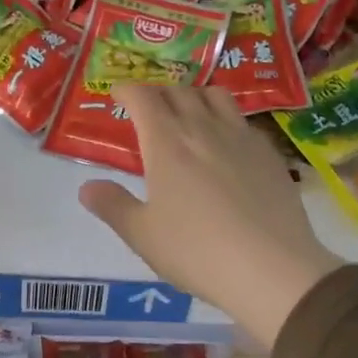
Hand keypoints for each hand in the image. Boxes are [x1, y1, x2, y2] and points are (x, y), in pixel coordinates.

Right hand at [78, 85, 344, 349]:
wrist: (271, 268)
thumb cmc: (196, 251)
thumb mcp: (142, 235)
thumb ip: (112, 206)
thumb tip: (86, 187)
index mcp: (166, 142)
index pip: (143, 96)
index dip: (127, 89)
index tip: (118, 94)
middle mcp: (203, 128)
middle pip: (178, 90)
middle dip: (158, 91)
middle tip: (149, 107)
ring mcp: (241, 137)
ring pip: (216, 96)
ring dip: (195, 95)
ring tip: (189, 113)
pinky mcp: (269, 153)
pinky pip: (243, 120)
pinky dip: (226, 120)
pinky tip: (226, 145)